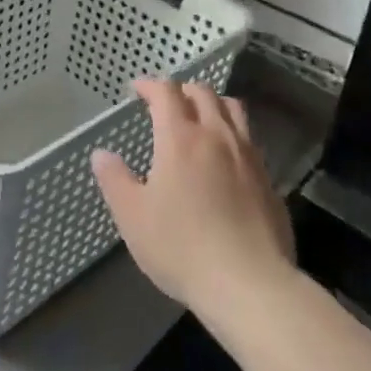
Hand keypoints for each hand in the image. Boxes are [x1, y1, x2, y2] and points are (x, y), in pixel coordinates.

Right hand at [92, 79, 294, 319]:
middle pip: (203, 93)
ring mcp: (248, 156)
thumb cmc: (182, 247)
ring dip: (212, 103)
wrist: (250, 284)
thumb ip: (115, 180)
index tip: (137, 89)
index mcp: (180, 138)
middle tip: (166, 101)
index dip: (150, 85)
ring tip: (200, 116)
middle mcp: (217, 136)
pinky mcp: (268, 180)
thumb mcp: (133, 216)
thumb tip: (102, 154)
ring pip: (233, 110)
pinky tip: (225, 156)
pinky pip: (249, 139)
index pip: (166, 93)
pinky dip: (232, 132)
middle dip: (182, 89)